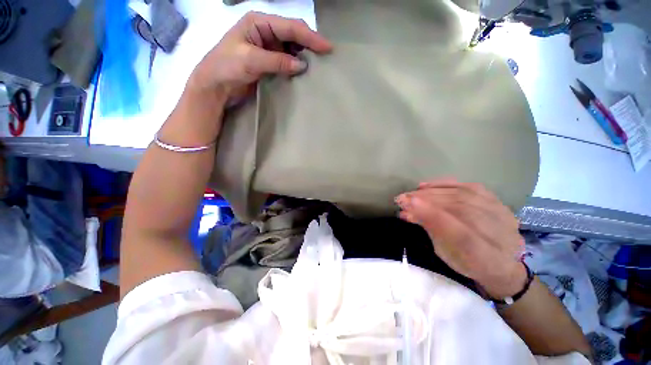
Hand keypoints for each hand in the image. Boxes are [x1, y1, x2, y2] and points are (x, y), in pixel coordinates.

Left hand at [188, 11, 332, 101]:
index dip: (310, 36)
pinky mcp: (268, 62)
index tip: (327, 47)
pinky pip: (287, 61)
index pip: (290, 27)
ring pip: (292, 47)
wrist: (215, 86)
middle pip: (293, 34)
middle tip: (326, 55)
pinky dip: (296, 65)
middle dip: (310, 43)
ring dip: (304, 54)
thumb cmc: (226, 67)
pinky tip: (304, 71)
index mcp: (259, 22)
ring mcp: (267, 47)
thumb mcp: (251, 60)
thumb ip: (277, 61)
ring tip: (319, 64)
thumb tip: (303, 65)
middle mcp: (265, 31)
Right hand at [395, 179, 526, 298]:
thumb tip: (406, 212)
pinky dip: (444, 184)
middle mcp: (500, 235)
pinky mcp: (497, 201)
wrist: (501, 262)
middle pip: (460, 209)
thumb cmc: (467, 262)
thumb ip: (430, 230)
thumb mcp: (445, 254)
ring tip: (410, 194)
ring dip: (431, 192)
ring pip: (463, 195)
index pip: (461, 233)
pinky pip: (469, 187)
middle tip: (402, 198)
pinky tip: (426, 186)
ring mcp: (503, 215)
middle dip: (426, 201)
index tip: (409, 203)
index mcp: (486, 258)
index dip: (434, 216)